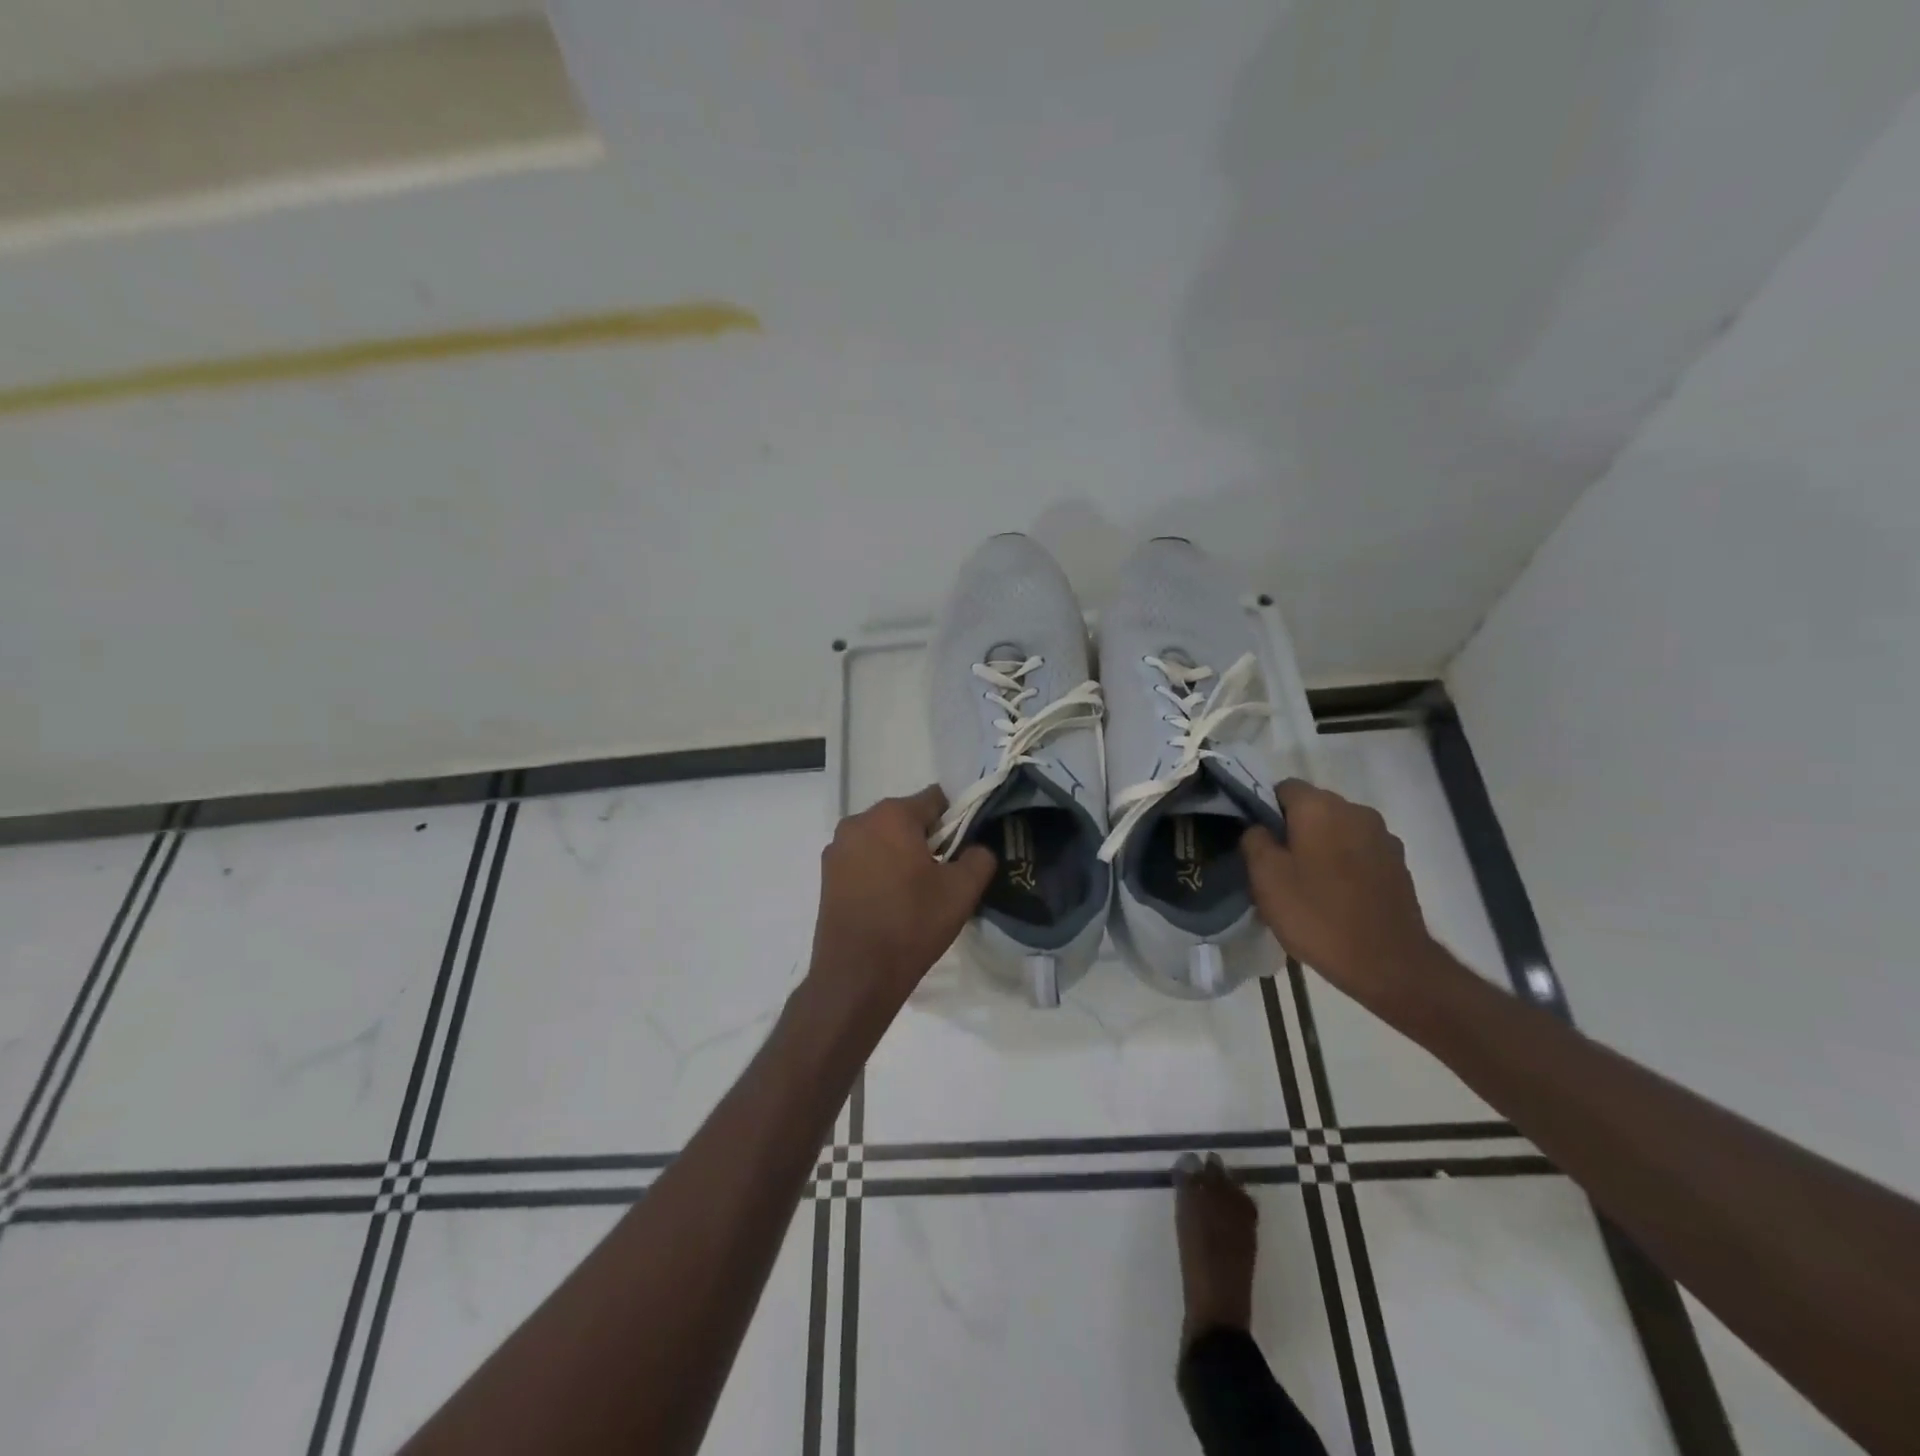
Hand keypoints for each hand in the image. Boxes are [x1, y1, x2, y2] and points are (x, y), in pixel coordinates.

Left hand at [807, 786, 996, 1023]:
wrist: (856, 975)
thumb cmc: (912, 924)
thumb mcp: (962, 891)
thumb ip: (980, 857)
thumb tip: (976, 848)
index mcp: (892, 815)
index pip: (935, 800)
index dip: (955, 822)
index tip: (960, 854)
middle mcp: (858, 821)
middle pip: (905, 818)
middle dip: (926, 839)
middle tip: (940, 877)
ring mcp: (837, 848)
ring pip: (882, 839)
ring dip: (900, 855)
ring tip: (913, 894)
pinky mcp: (826, 874)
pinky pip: (863, 859)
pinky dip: (878, 870)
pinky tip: (888, 903)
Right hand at [1240, 779, 1437, 1014]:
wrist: (1389, 964)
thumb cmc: (1318, 916)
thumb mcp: (1266, 879)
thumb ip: (1255, 841)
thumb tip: (1259, 828)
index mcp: (1320, 808)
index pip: (1283, 788)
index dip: (1264, 810)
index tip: (1257, 842)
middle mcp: (1356, 811)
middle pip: (1313, 807)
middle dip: (1293, 829)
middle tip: (1277, 867)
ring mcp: (1382, 837)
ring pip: (1337, 830)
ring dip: (1320, 847)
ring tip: (1307, 884)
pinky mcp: (1398, 864)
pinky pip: (1358, 851)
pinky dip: (1343, 864)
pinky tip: (1336, 895)